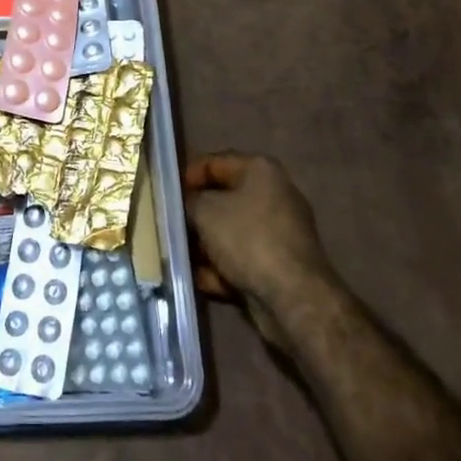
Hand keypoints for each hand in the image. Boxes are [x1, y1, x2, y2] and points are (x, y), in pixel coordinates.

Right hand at [182, 152, 334, 344]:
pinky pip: (241, 258)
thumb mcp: (205, 211)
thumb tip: (184, 203)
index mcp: (260, 171)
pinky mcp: (277, 264)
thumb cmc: (247, 239)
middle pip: (222, 199)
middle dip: (195, 214)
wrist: (293, 297)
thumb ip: (188, 201)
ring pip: (229, 231)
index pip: (214, 162)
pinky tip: (199, 279)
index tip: (166, 195)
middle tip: (170, 225)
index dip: (187, 176)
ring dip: (204, 244)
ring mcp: (277, 232)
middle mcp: (273, 195)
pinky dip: (220, 267)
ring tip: (178, 254)